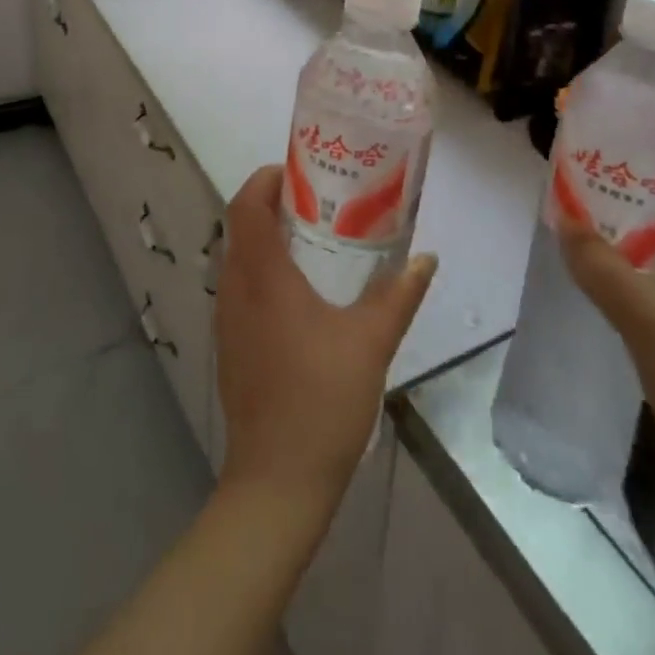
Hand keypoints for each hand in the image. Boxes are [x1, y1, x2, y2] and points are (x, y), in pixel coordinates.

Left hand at [214, 165, 435, 513]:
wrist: (276, 481)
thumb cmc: (322, 400)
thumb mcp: (371, 342)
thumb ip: (399, 295)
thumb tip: (427, 259)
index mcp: (263, 277)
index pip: (246, 205)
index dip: (265, 179)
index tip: (299, 172)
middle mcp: (236, 288)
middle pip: (241, 225)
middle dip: (273, 204)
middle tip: (317, 200)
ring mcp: (227, 319)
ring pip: (239, 256)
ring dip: (267, 237)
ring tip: (312, 239)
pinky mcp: (229, 344)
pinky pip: (240, 286)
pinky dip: (262, 269)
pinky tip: (299, 292)